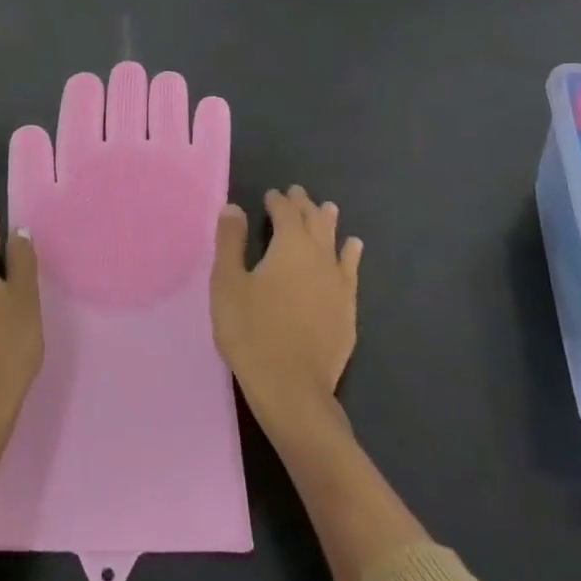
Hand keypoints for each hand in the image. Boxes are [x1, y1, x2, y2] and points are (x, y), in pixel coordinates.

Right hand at [211, 186, 362, 434]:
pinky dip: (350, 253)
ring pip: (335, 241)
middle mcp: (319, 256)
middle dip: (304, 205)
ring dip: (329, 222)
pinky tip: (353, 248)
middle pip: (314, 221)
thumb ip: (231, 242)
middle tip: (297, 193)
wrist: (292, 387)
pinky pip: (351, 269)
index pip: (285, 212)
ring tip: (328, 209)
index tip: (270, 195)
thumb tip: (234, 207)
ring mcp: (338, 282)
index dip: (277, 201)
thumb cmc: (251, 331)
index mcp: (290, 245)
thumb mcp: (227, 283)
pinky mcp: (347, 308)